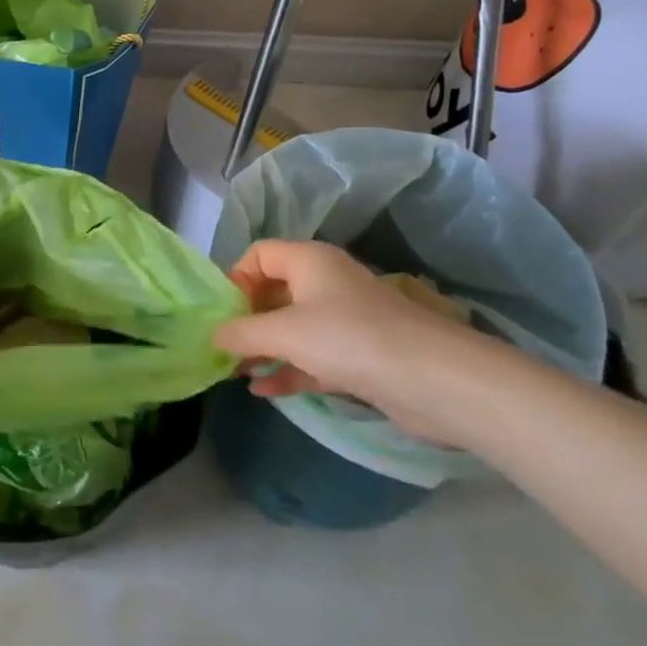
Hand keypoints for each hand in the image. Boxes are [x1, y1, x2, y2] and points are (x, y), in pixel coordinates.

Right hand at [213, 240, 510, 447]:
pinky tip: (262, 391)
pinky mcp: (358, 356)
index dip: (236, 278)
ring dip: (264, 348)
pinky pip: (311, 357)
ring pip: (293, 328)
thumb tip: (212, 336)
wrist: (434, 380)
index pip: (260, 254)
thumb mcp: (284, 332)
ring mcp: (344, 321)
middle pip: (274, 291)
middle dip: (246, 318)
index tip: (222, 313)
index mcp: (309, 261)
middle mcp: (326, 283)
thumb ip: (241, 333)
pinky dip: (288, 370)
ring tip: (236, 371)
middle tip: (223, 346)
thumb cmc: (349, 339)